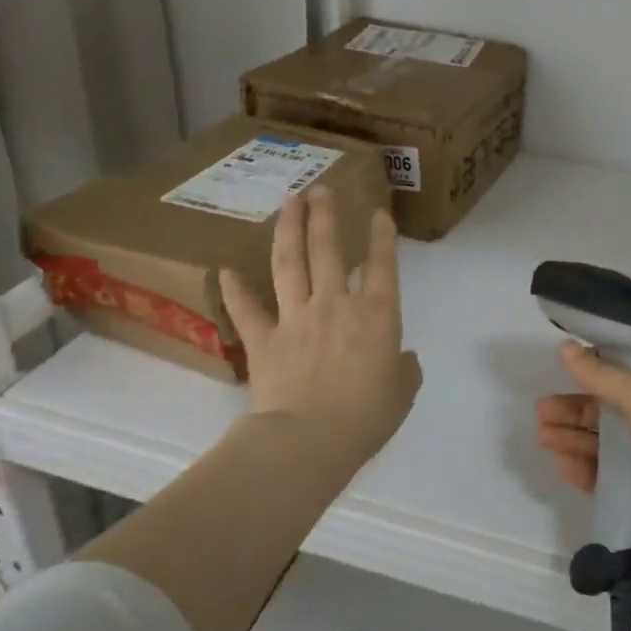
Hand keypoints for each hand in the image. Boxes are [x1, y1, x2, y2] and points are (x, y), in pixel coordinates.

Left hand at [219, 188, 421, 464]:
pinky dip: (235, 290)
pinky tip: (225, 270)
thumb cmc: (365, 418)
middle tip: (320, 190)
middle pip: (328, 249)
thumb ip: (405, 371)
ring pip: (290, 263)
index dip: (382, 236)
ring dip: (288, 229)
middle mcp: (335, 304)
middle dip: (324, 216)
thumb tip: (404, 359)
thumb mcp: (401, 395)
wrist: (308, 441)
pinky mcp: (264, 339)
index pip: (382, 265)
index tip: (378, 213)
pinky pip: (248, 309)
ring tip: (288, 202)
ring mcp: (296, 317)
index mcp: (377, 316)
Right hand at [535, 342, 630, 569]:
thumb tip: (565, 348)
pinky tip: (561, 464)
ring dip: (575, 438)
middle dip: (579, 410)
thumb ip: (603, 375)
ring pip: (609, 447)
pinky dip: (585, 469)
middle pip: (616, 413)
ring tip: (542, 436)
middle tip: (543, 410)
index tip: (571, 371)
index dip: (604, 372)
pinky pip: (609, 480)